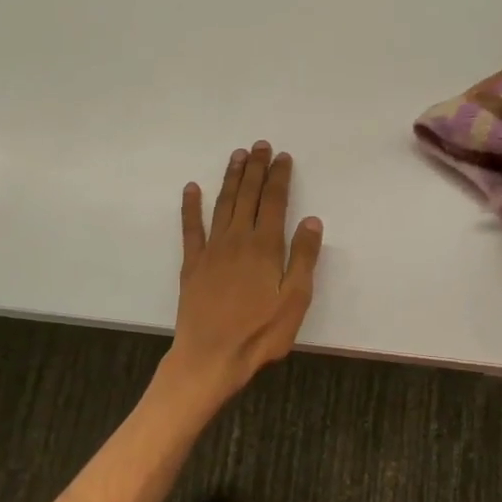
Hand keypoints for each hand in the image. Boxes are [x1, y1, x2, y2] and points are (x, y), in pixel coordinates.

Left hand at [165, 142, 323, 402]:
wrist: (211, 356)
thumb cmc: (260, 332)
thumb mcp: (295, 299)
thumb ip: (303, 257)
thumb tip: (311, 219)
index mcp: (265, 247)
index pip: (275, 202)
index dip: (279, 177)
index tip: (282, 156)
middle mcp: (237, 240)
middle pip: (248, 196)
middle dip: (255, 169)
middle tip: (259, 145)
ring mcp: (211, 250)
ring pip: (223, 204)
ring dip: (230, 178)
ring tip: (236, 156)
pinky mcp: (192, 264)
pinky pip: (190, 228)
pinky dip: (190, 207)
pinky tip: (191, 189)